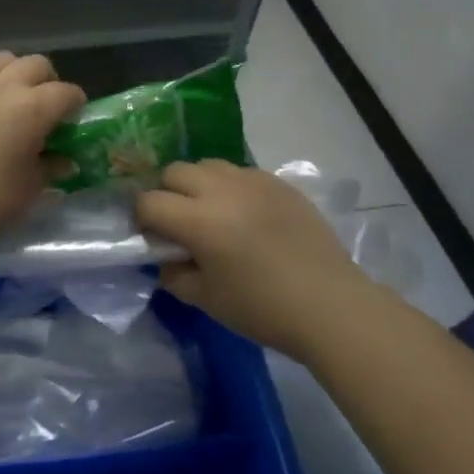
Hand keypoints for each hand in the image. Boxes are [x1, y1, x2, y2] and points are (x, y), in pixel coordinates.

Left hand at [0, 52, 84, 252]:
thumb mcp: (30, 189)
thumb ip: (50, 167)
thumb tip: (63, 160)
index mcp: (33, 108)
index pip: (67, 93)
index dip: (75, 105)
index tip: (73, 120)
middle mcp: (5, 86)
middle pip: (36, 64)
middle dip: (47, 81)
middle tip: (44, 107)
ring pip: (2, 60)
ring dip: (14, 74)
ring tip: (9, 100)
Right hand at [135, 160, 369, 360]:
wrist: (330, 305)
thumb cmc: (262, 308)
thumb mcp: (206, 300)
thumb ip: (174, 275)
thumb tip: (165, 259)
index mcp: (198, 220)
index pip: (149, 202)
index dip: (142, 219)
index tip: (152, 238)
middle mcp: (221, 189)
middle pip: (174, 172)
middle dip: (167, 193)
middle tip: (179, 223)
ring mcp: (252, 180)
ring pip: (207, 165)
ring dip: (198, 184)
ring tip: (213, 213)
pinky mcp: (278, 182)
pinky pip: (240, 172)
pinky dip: (231, 187)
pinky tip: (245, 215)